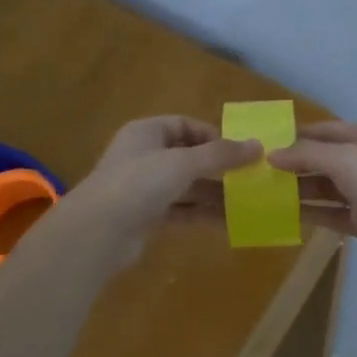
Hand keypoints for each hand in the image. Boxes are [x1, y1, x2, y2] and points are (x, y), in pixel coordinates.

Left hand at [58, 117, 260, 266]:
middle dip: (217, 168)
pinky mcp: (146, 216)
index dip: (211, 135)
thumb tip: (258, 145)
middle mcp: (144, 156)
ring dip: (213, 194)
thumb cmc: (139, 183)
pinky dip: (201, 214)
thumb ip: (221, 155)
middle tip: (248, 178)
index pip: (184, 125)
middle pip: (187, 157)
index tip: (238, 150)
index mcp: (146, 132)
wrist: (98, 232)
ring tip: (245, 203)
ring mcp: (143, 188)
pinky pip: (180, 210)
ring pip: (186, 186)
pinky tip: (227, 223)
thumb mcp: (183, 163)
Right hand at [270, 122, 356, 283]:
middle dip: (295, 164)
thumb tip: (272, 154)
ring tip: (266, 193)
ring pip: (326, 188)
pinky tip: (285, 215)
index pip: (327, 130)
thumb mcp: (345, 159)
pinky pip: (332, 214)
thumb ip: (307, 154)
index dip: (298, 134)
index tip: (266, 142)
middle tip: (259, 171)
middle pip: (325, 159)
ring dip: (300, 190)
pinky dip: (311, 213)